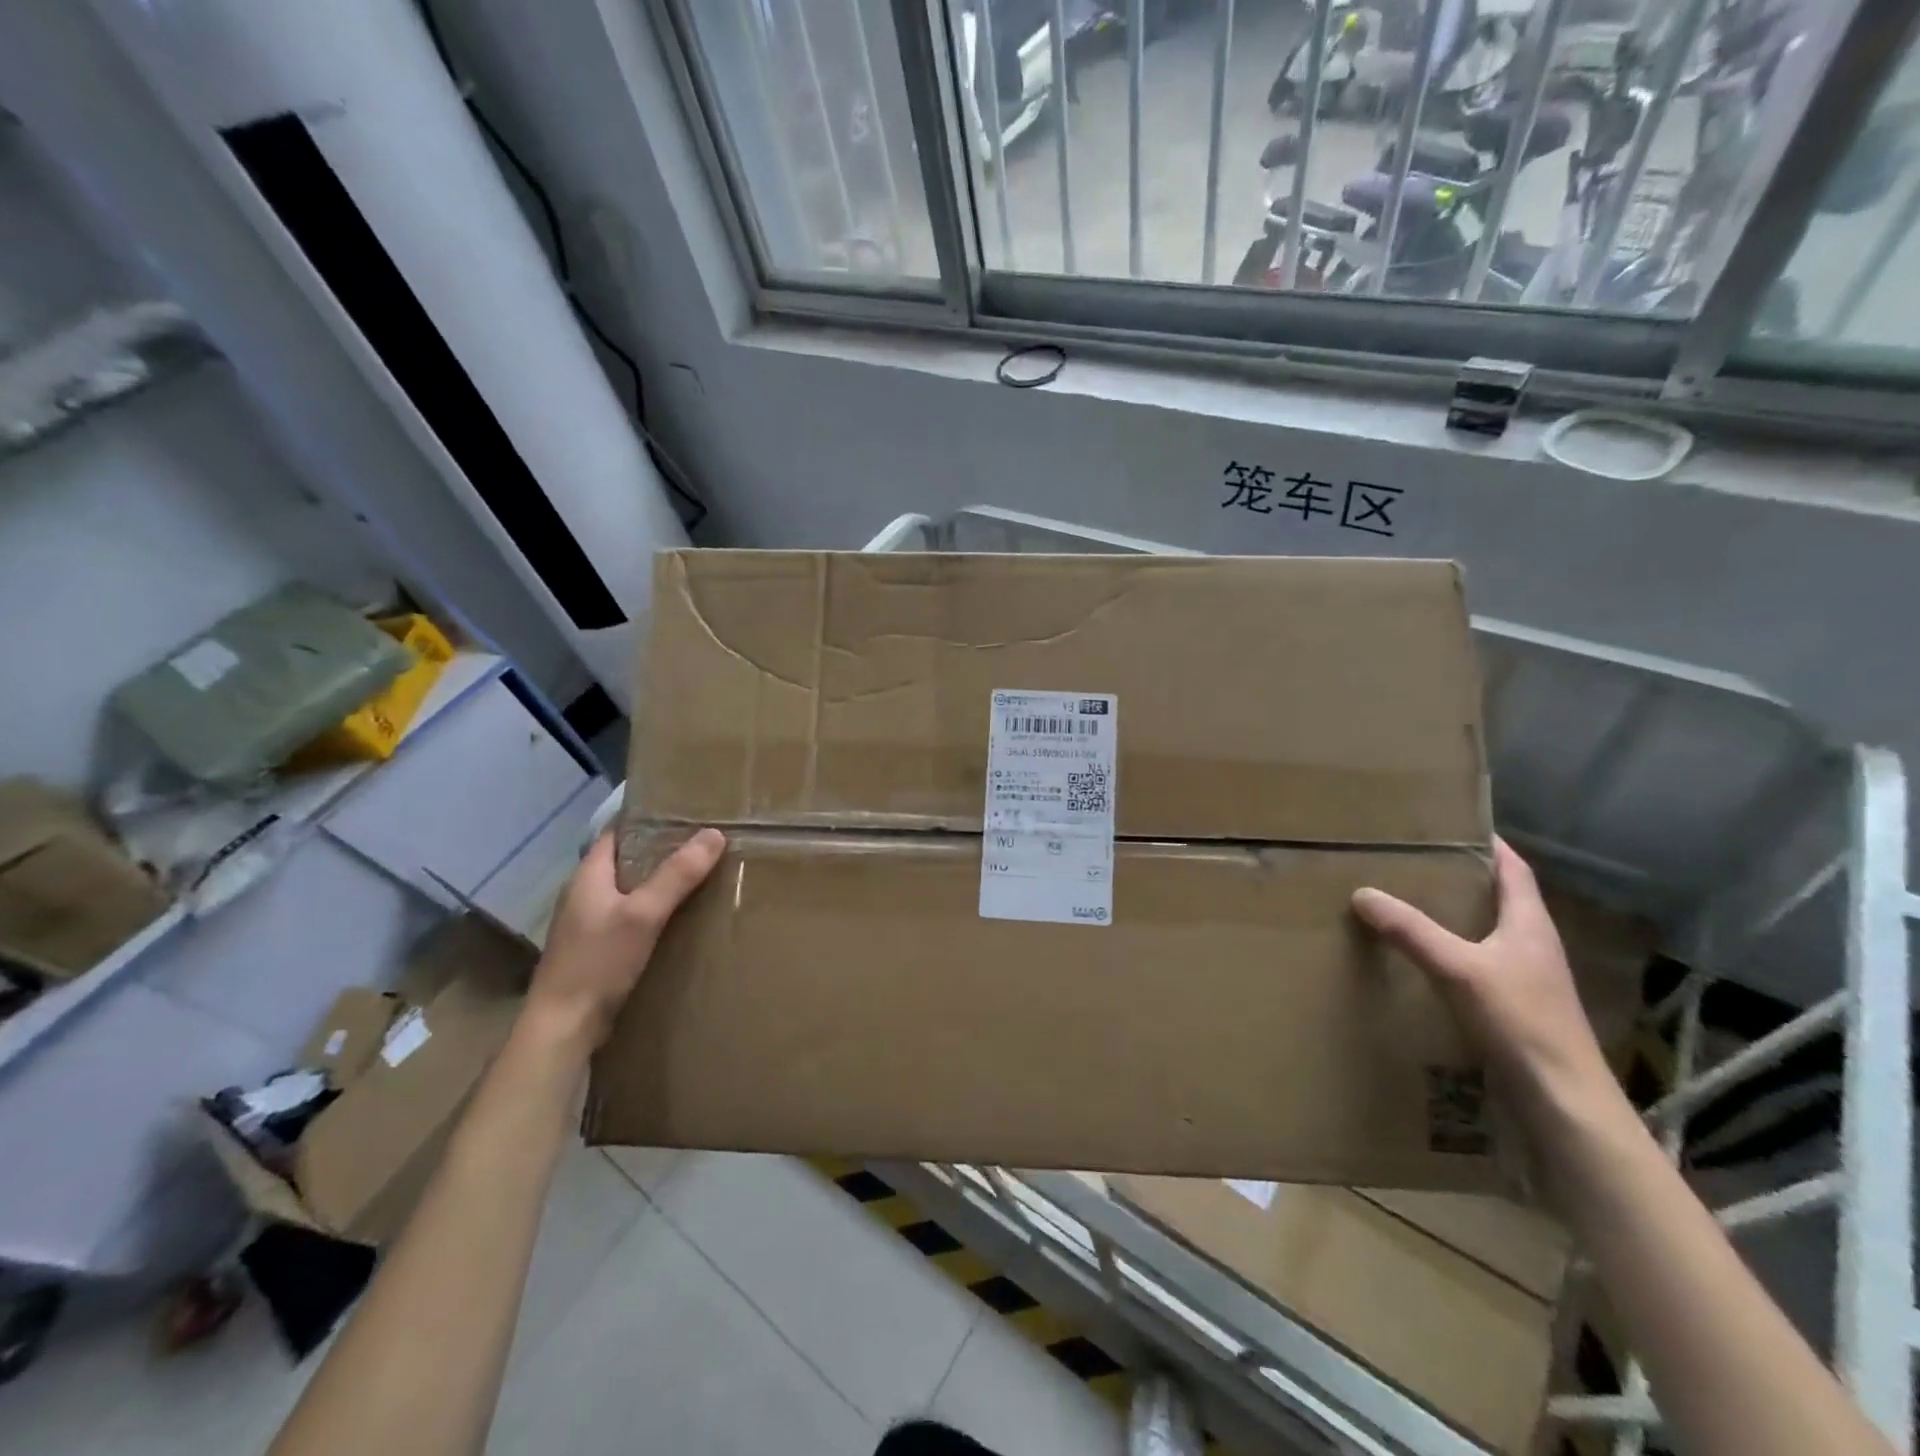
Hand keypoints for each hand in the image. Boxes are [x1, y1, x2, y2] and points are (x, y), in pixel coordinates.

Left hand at [525, 827, 725, 1054]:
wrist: (563, 1027)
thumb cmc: (598, 962)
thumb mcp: (643, 914)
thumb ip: (677, 875)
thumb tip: (714, 834)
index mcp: (589, 875)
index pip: (617, 832)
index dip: (647, 819)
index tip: (684, 812)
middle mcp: (585, 894)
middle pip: (626, 861)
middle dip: (661, 851)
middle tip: (703, 843)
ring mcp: (588, 923)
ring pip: (629, 890)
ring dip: (658, 882)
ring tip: (699, 876)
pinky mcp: (596, 949)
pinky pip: (629, 916)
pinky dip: (653, 910)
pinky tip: (678, 918)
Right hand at [1352, 838, 1617, 1126]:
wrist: (1563, 1101)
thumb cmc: (1520, 1022)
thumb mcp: (1459, 969)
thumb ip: (1411, 931)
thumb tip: (1362, 893)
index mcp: (1530, 924)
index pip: (1514, 869)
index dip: (1489, 844)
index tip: (1453, 824)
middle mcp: (1533, 944)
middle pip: (1500, 898)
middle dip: (1461, 877)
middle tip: (1415, 860)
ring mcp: (1527, 978)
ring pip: (1488, 931)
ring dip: (1456, 915)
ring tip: (1410, 902)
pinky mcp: (1515, 1006)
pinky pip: (1479, 962)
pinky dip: (1453, 950)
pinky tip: (1424, 958)